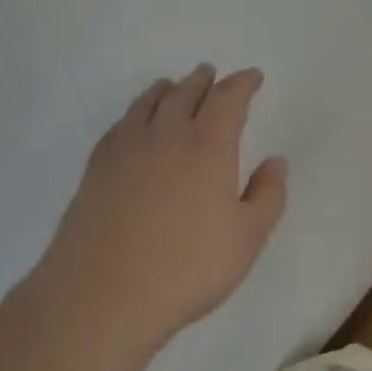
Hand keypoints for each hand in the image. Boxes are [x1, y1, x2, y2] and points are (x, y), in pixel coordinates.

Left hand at [39, 64, 288, 346]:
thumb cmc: (186, 269)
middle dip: (203, 80)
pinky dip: (137, 111)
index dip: (243, 83)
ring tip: (173, 86)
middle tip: (211, 74)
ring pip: (150, 102)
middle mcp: (167, 134)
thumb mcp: (247, 239)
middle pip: (186, 92)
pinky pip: (122, 123)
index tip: (252, 77)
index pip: (229, 98)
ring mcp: (126, 148)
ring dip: (168, 89)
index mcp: (208, 145)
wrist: (101, 296)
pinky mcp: (96, 168)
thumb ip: (268, 196)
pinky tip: (136, 123)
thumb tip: (275, 162)